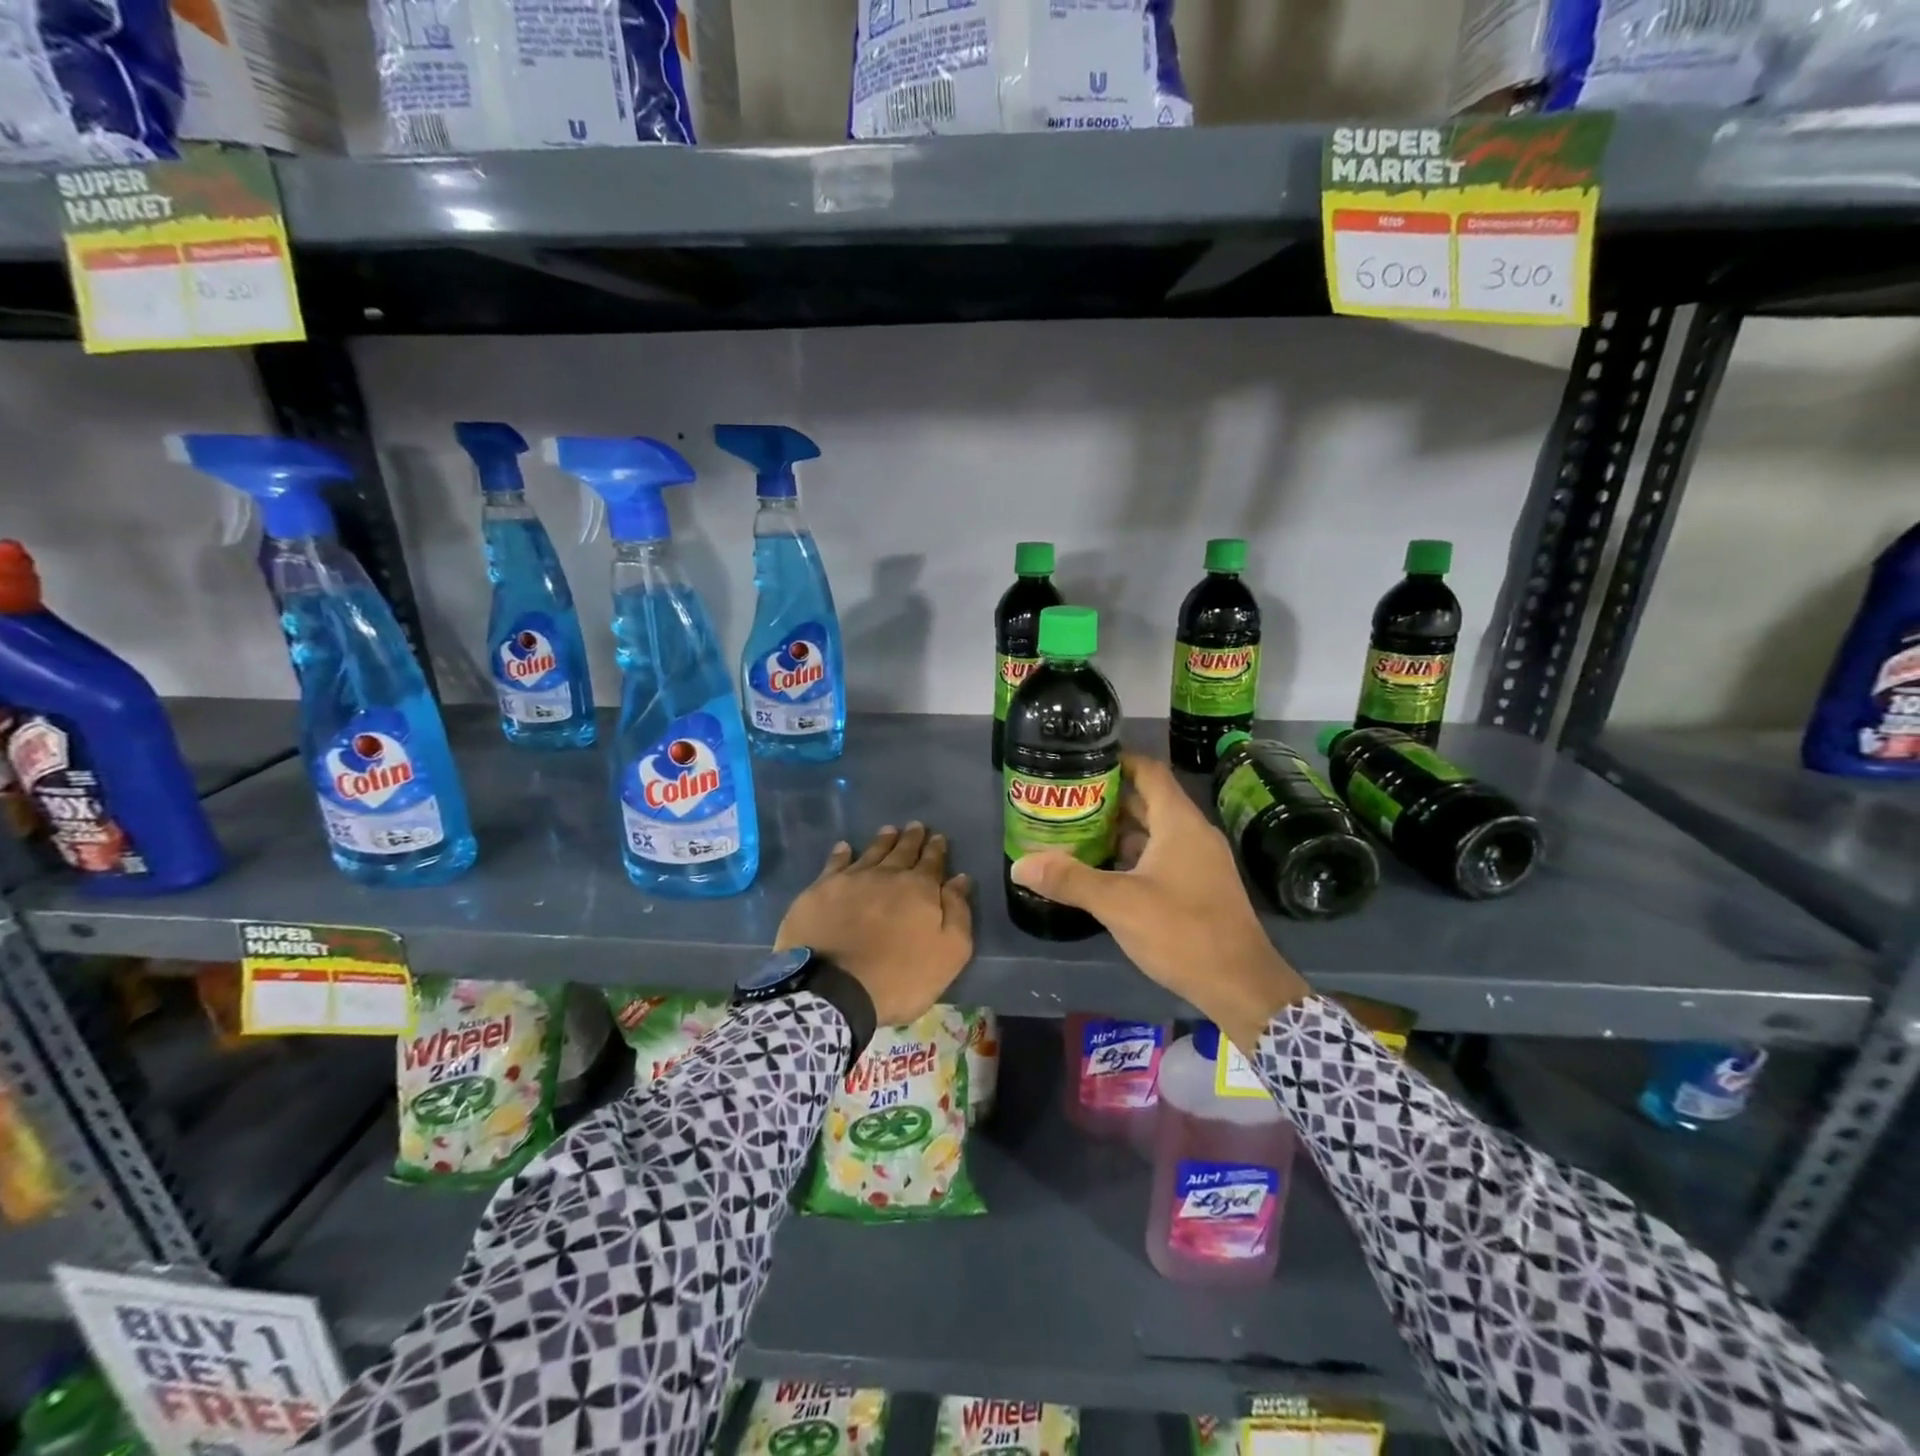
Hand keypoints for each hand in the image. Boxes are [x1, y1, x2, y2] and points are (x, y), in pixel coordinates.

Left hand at [776, 822, 973, 1026]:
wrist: (834, 989)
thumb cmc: (900, 977)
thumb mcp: (949, 952)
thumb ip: (958, 912)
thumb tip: (960, 879)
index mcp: (920, 889)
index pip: (932, 862)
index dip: (936, 849)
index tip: (938, 837)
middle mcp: (886, 875)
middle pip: (902, 851)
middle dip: (911, 839)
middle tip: (915, 826)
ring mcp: (851, 880)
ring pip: (871, 852)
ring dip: (883, 841)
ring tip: (888, 830)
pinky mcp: (820, 891)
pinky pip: (834, 864)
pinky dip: (841, 854)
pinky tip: (844, 847)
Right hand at [1009, 753, 1309, 1051]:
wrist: (1241, 985)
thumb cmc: (1182, 931)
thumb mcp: (1118, 903)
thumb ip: (1069, 880)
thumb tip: (1018, 864)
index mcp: (1179, 822)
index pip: (1148, 772)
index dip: (1117, 761)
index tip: (1081, 762)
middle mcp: (1193, 834)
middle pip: (1148, 801)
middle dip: (1108, 799)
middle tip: (1066, 801)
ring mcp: (1200, 862)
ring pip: (1154, 832)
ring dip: (1119, 831)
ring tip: (1076, 833)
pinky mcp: (1200, 887)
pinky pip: (1162, 857)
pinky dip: (1133, 857)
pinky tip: (1104, 872)